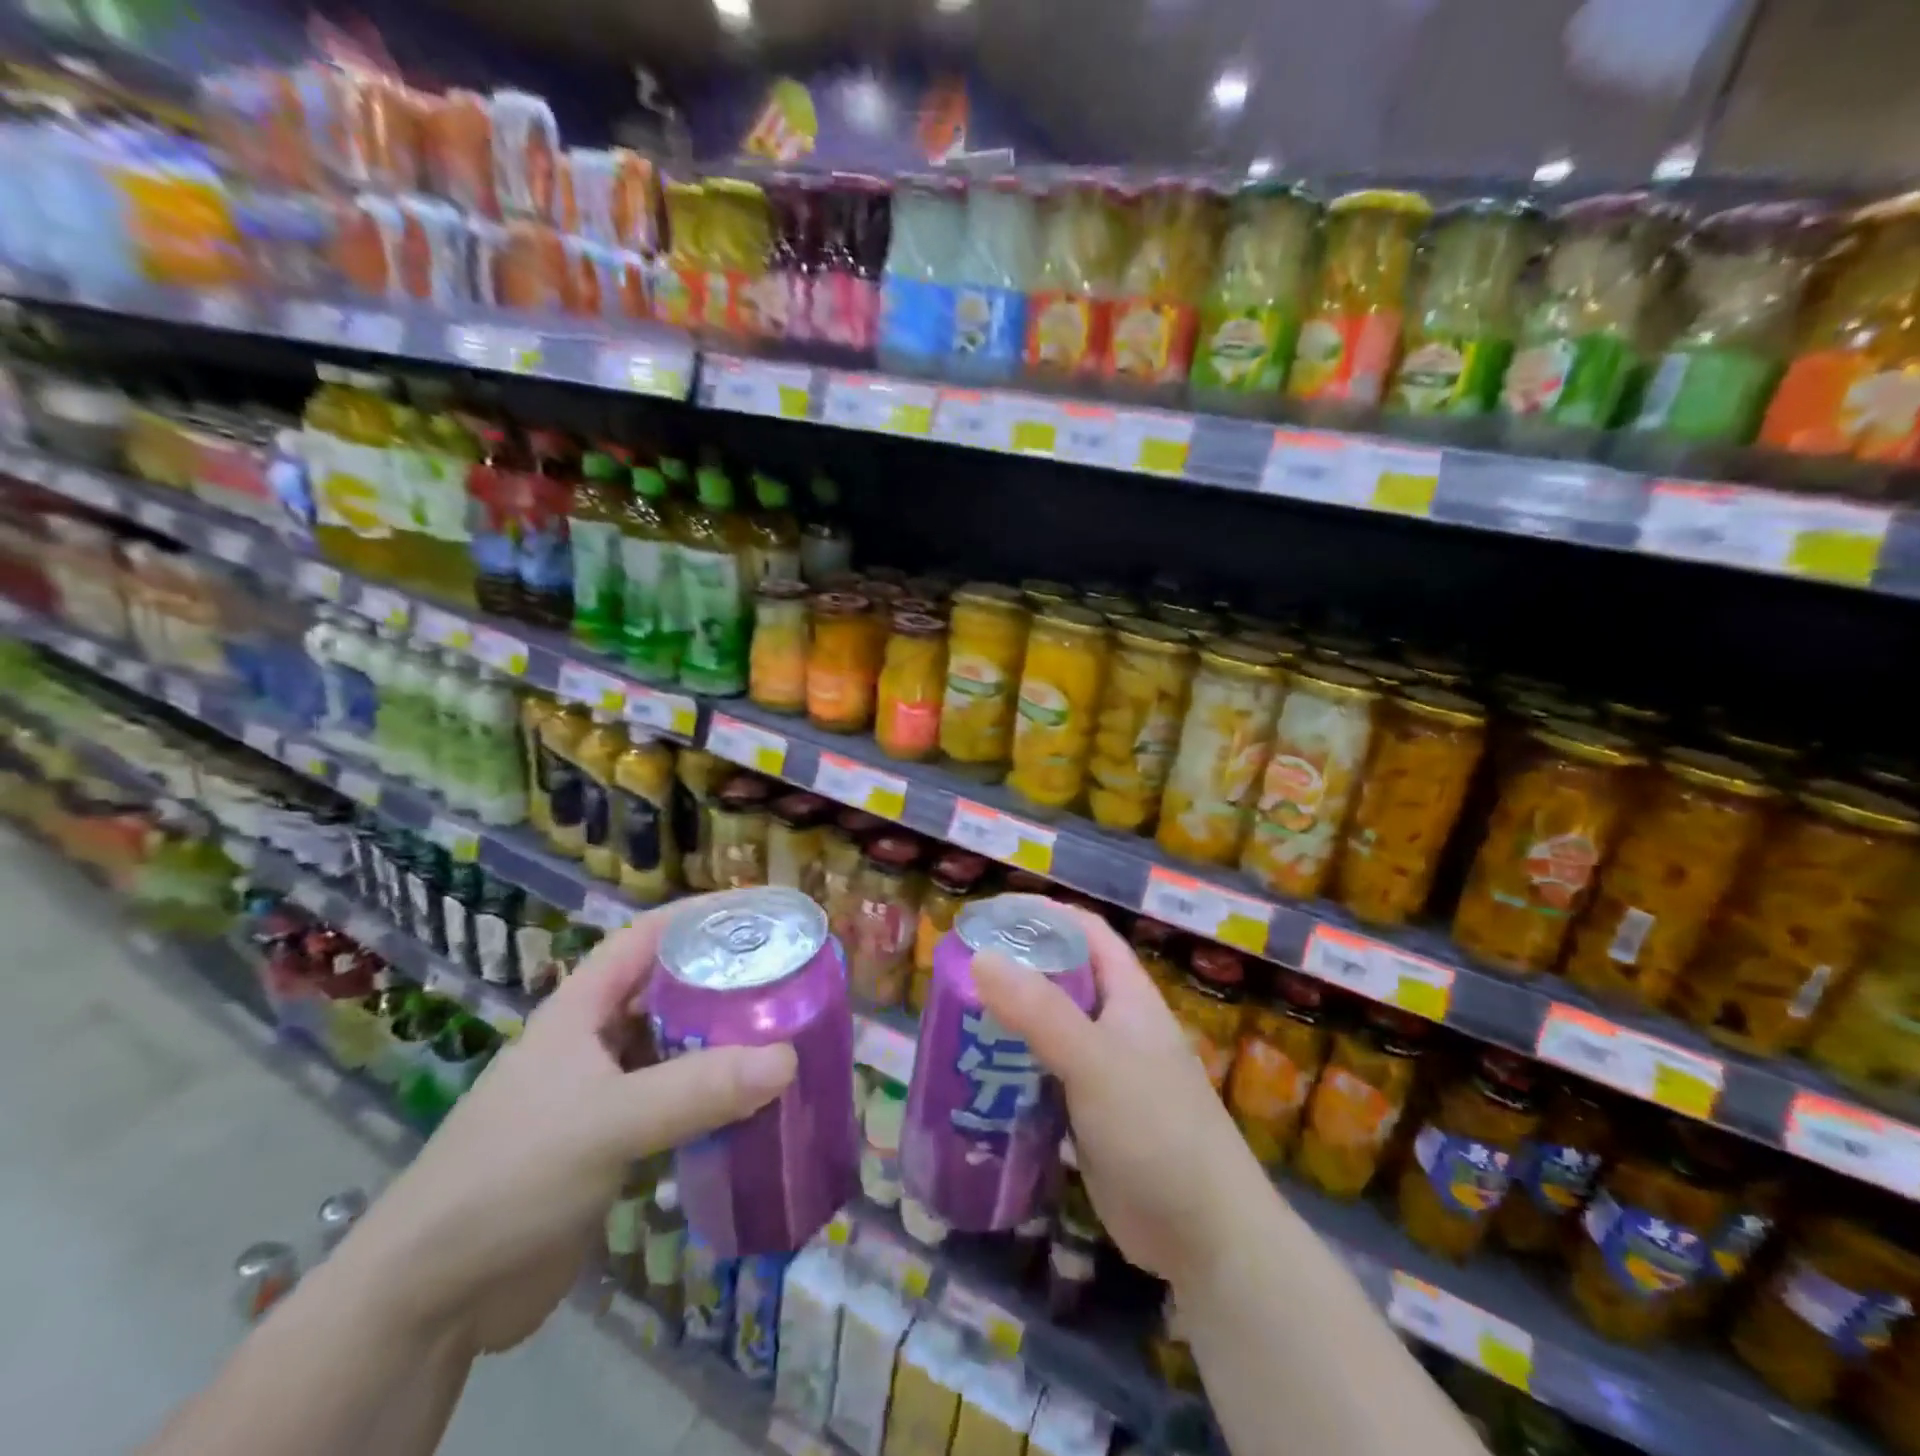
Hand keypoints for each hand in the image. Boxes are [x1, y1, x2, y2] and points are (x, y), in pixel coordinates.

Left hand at [334, 901, 796, 1355]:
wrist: (430, 1302)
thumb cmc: (509, 1177)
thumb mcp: (606, 1121)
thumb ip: (697, 1090)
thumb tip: (788, 1058)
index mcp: (580, 1011)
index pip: (646, 938)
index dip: (699, 915)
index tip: (760, 911)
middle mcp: (592, 1043)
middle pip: (668, 993)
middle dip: (724, 981)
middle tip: (789, 977)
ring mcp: (601, 1097)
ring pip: (674, 1051)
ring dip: (723, 1044)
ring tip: (786, 1034)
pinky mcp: (611, 1148)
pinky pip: (675, 1106)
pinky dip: (712, 1101)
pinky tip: (753, 1106)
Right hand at [972, 908, 1267, 1289]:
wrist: (1205, 1237)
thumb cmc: (1156, 1128)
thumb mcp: (1095, 1060)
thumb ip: (1039, 1012)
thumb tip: (981, 957)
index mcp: (1128, 996)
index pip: (1087, 933)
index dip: (1046, 915)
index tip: (994, 915)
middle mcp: (1115, 1027)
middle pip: (1062, 981)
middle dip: (1016, 971)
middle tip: (960, 971)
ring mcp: (1102, 1074)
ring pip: (1048, 1033)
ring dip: (1008, 1025)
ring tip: (955, 1020)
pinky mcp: (1087, 1118)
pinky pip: (1043, 1081)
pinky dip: (1012, 1074)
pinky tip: (976, 1080)